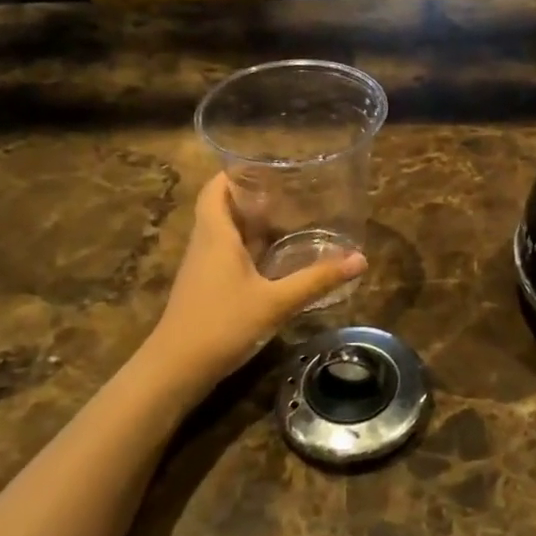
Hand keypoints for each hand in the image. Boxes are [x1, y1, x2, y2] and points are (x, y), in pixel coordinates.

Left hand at [143, 174, 365, 396]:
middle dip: (250, 197)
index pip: (215, 189)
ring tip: (287, 219)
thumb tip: (360, 259)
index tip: (265, 166)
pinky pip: (225, 256)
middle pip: (221, 208)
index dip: (234, 173)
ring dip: (250, 225)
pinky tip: (273, 261)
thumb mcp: (276, 302)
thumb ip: (316, 280)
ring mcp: (202, 269)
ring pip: (223, 234)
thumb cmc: (222, 324)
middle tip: (288, 191)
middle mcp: (205, 245)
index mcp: (216, 235)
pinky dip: (248, 250)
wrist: (176, 369)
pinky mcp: (205, 290)